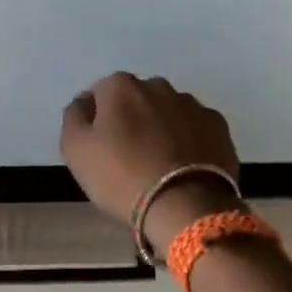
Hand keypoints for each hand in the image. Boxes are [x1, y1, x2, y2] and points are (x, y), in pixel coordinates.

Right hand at [59, 73, 240, 255]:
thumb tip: (84, 103)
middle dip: (131, 119)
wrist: (184, 206)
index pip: (99, 94)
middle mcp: (158, 86)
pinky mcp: (218, 127)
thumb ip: (74, 117)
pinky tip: (183, 167)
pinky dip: (188, 141)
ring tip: (159, 165)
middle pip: (136, 100)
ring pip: (168, 112)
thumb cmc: (121, 177)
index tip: (99, 147)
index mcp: (120, 87)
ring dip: (161, 129)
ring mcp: (193, 105)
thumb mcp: (76, 150)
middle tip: (128, 156)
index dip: (96, 120)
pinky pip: (194, 129)